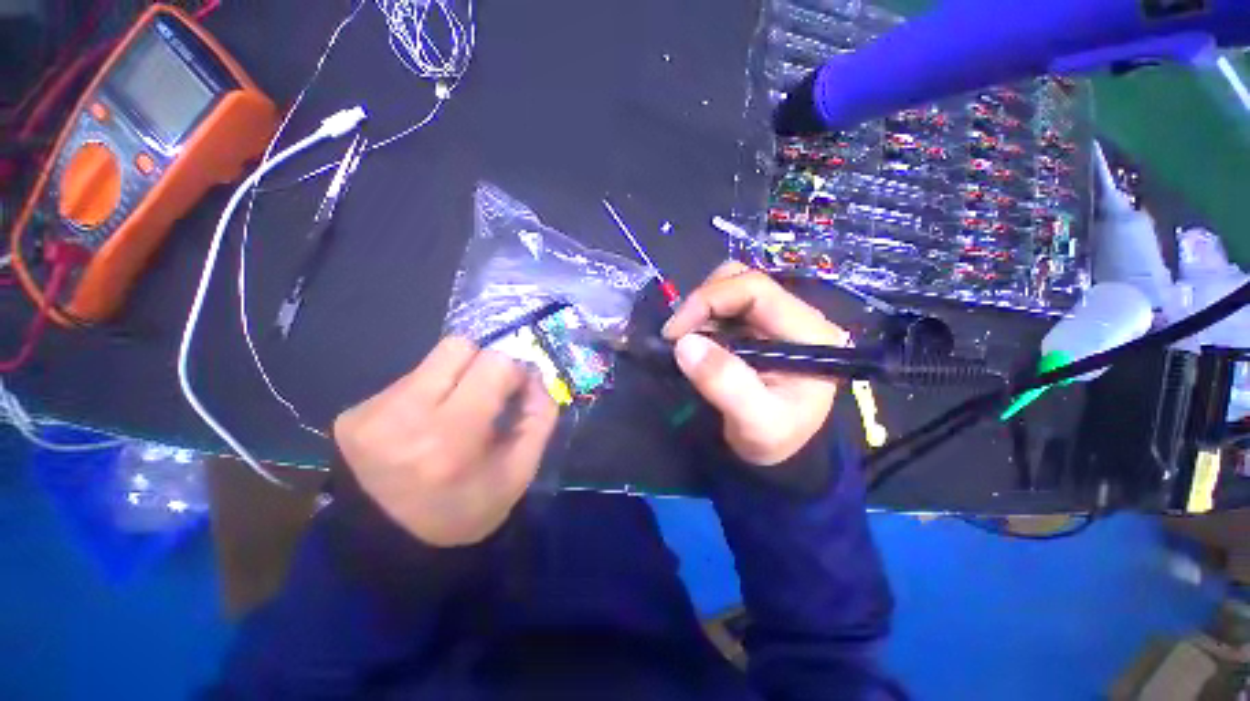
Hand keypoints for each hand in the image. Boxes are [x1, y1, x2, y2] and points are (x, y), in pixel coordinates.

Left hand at [333, 337, 557, 546]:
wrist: (390, 545)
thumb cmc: (465, 510)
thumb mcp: (520, 472)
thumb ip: (539, 417)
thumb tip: (536, 376)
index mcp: (451, 438)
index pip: (494, 363)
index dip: (514, 372)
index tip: (514, 394)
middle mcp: (404, 416)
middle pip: (458, 346)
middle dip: (483, 365)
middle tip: (485, 397)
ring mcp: (370, 413)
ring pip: (433, 360)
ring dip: (455, 379)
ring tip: (452, 414)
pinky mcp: (351, 414)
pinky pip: (408, 379)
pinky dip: (428, 392)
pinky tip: (424, 424)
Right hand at [663, 261, 848, 465]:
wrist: (780, 454)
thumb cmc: (775, 441)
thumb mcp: (755, 422)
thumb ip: (725, 384)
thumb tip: (685, 344)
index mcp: (809, 332)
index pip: (755, 290)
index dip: (709, 300)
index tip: (675, 333)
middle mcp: (796, 316)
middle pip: (742, 281)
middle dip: (702, 304)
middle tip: (678, 337)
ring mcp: (775, 319)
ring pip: (730, 288)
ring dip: (701, 311)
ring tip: (688, 342)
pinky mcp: (758, 327)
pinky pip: (724, 307)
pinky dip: (703, 319)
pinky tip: (698, 342)